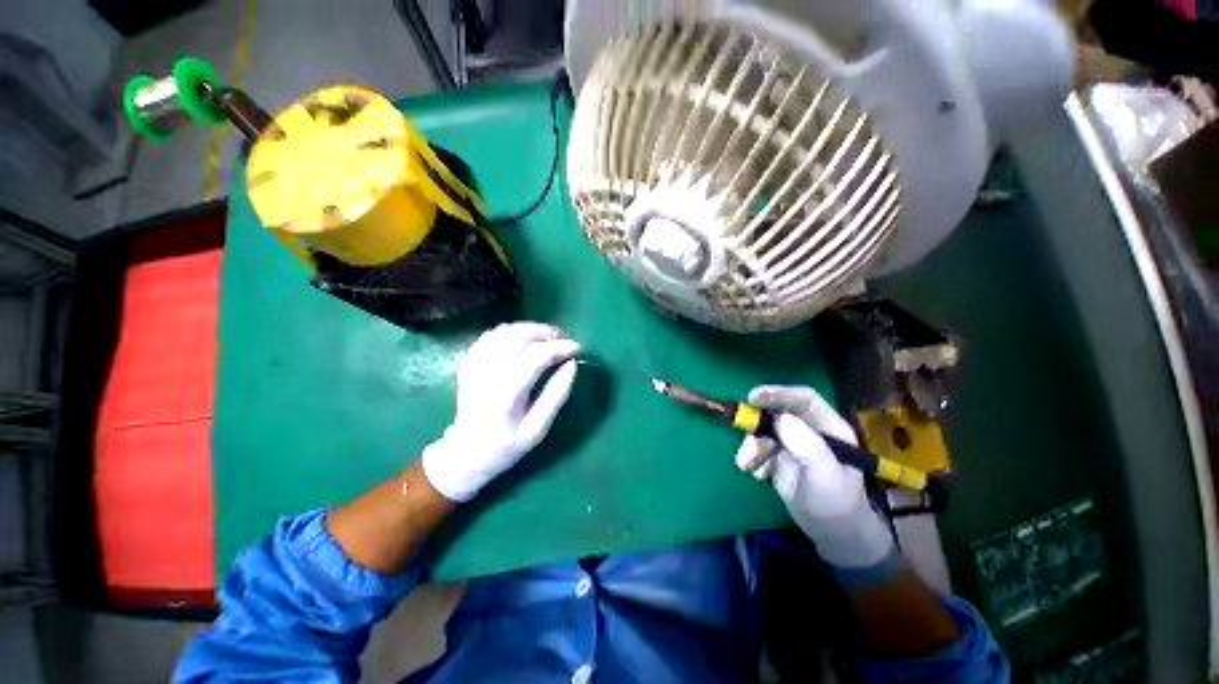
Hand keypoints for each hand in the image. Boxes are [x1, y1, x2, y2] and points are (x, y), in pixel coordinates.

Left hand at [421, 322, 579, 501]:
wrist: (466, 453)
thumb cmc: (506, 446)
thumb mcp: (538, 429)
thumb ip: (556, 396)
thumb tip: (572, 365)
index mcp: (505, 395)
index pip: (535, 357)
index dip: (559, 347)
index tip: (578, 348)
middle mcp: (486, 374)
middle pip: (518, 337)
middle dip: (546, 332)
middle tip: (564, 338)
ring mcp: (474, 366)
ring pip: (504, 331)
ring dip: (530, 328)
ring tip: (548, 337)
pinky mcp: (468, 363)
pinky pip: (491, 335)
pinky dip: (512, 331)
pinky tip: (524, 339)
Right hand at [735, 385, 893, 567]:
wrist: (832, 535)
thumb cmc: (836, 504)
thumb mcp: (826, 476)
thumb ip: (807, 446)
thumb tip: (780, 419)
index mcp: (829, 426)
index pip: (803, 399)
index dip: (779, 393)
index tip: (754, 397)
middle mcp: (809, 429)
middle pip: (777, 413)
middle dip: (758, 426)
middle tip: (745, 436)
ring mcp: (792, 442)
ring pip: (764, 431)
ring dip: (752, 446)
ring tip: (747, 465)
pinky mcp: (778, 456)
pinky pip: (758, 448)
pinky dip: (753, 459)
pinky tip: (760, 475)